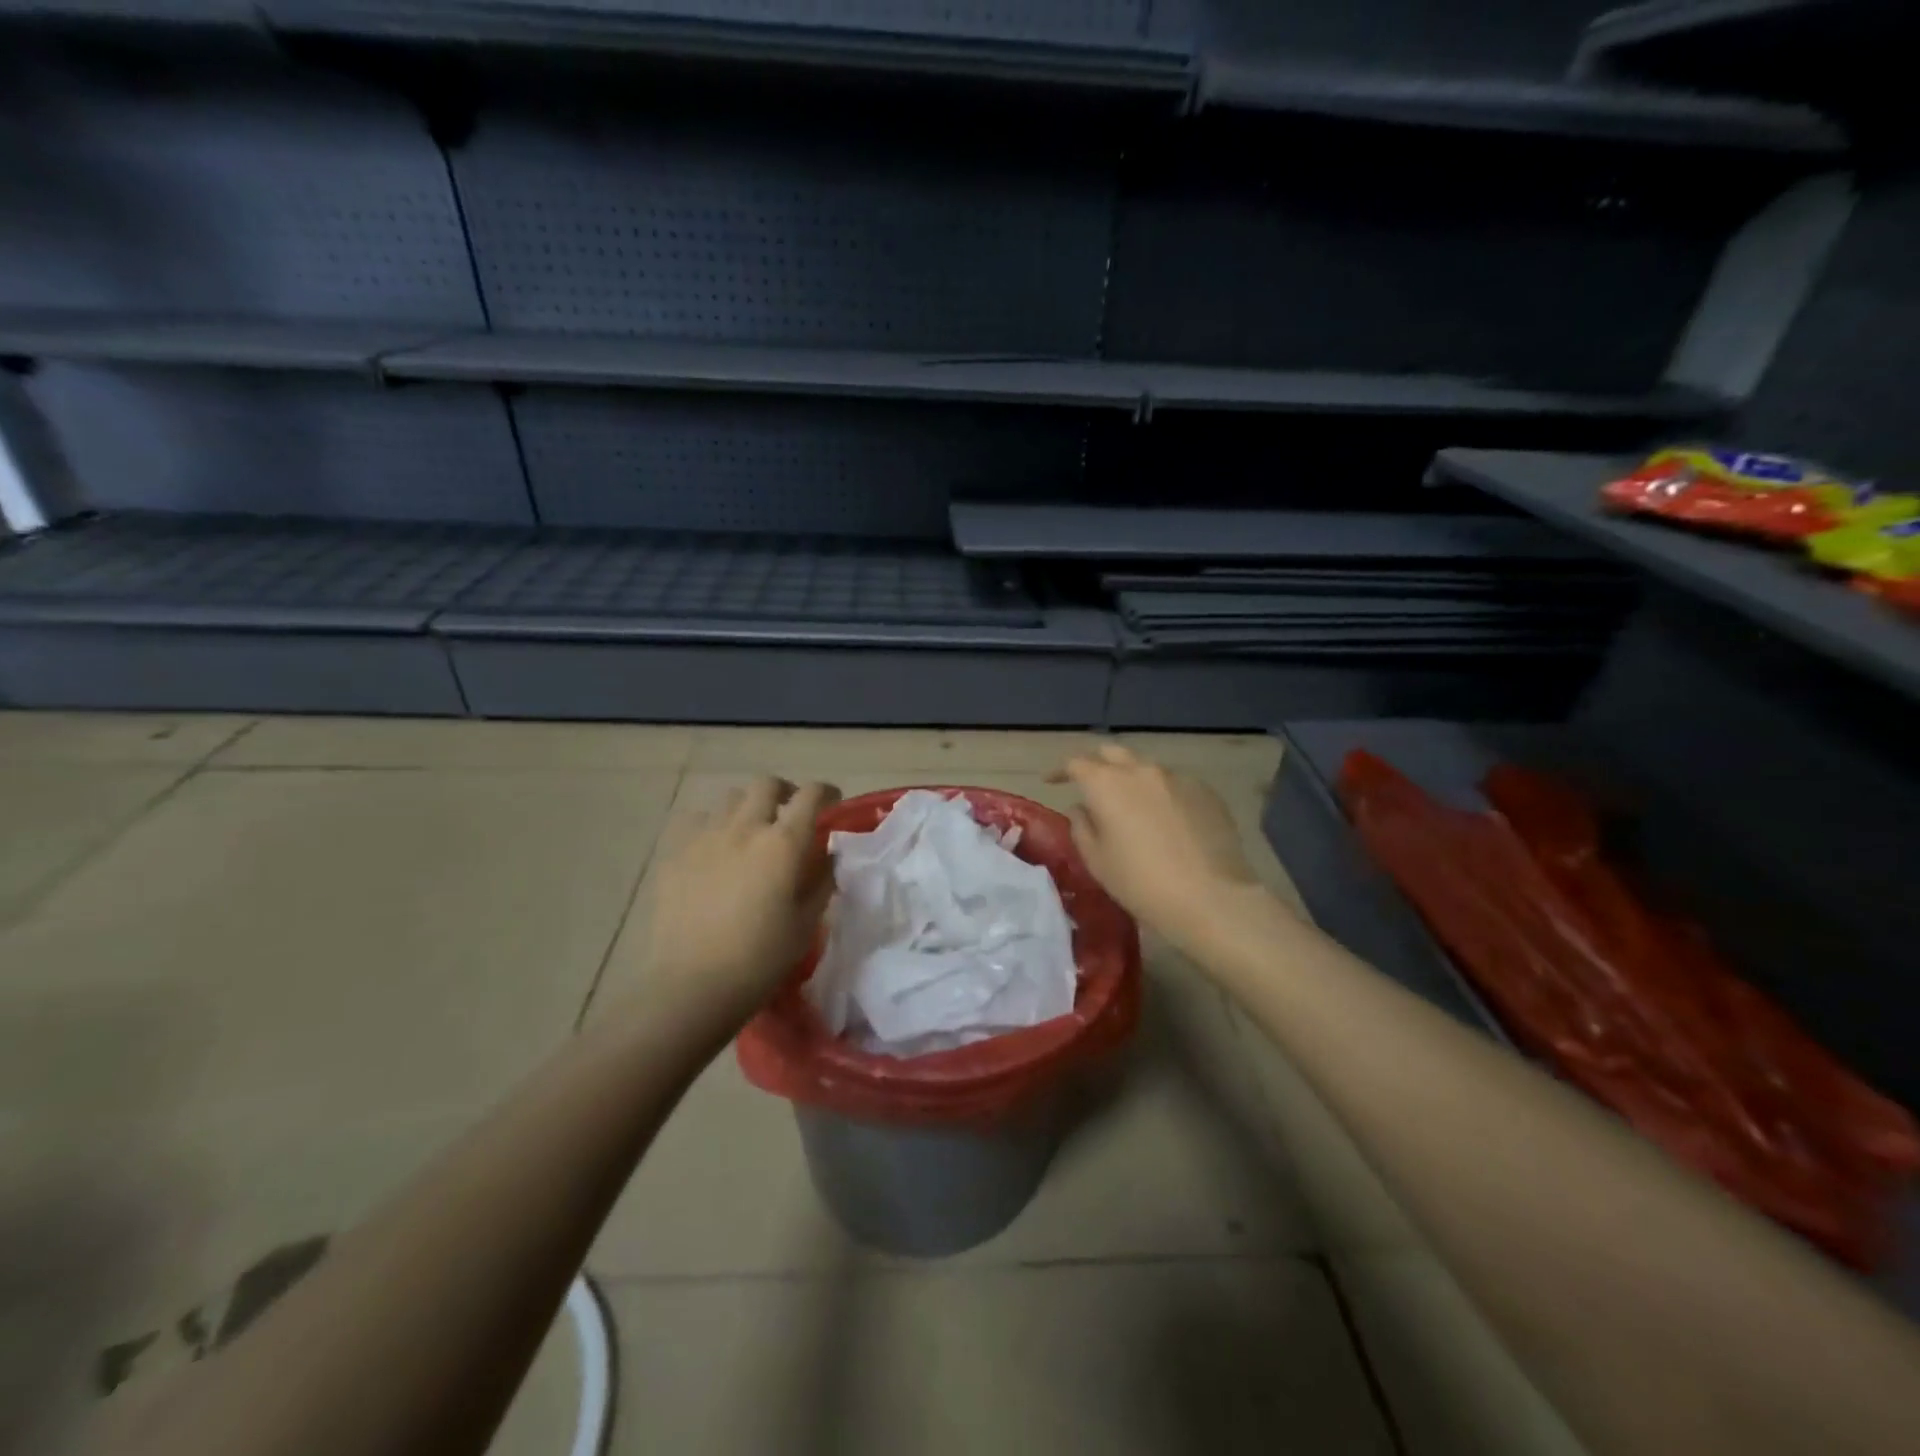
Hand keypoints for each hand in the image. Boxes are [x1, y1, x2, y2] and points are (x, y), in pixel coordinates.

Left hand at [643, 777, 840, 1026]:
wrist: (691, 986)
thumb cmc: (759, 960)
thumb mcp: (805, 923)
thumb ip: (821, 881)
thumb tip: (826, 856)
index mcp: (783, 844)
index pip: (811, 796)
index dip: (826, 793)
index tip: (832, 803)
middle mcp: (745, 828)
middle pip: (767, 784)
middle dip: (785, 791)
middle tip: (790, 812)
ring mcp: (705, 837)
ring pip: (730, 798)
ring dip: (748, 806)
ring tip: (751, 830)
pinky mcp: (675, 854)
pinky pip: (696, 820)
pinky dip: (712, 824)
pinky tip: (714, 848)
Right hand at [1052, 745, 1273, 951]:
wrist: (1211, 897)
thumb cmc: (1140, 883)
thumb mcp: (1096, 861)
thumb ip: (1082, 827)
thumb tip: (1083, 808)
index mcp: (1106, 784)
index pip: (1076, 763)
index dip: (1060, 771)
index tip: (1052, 782)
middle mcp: (1141, 770)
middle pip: (1112, 753)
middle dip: (1097, 764)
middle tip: (1091, 785)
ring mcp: (1177, 778)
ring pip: (1146, 768)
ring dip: (1132, 780)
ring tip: (1131, 806)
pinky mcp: (1205, 791)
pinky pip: (1175, 784)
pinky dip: (1162, 794)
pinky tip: (1166, 820)